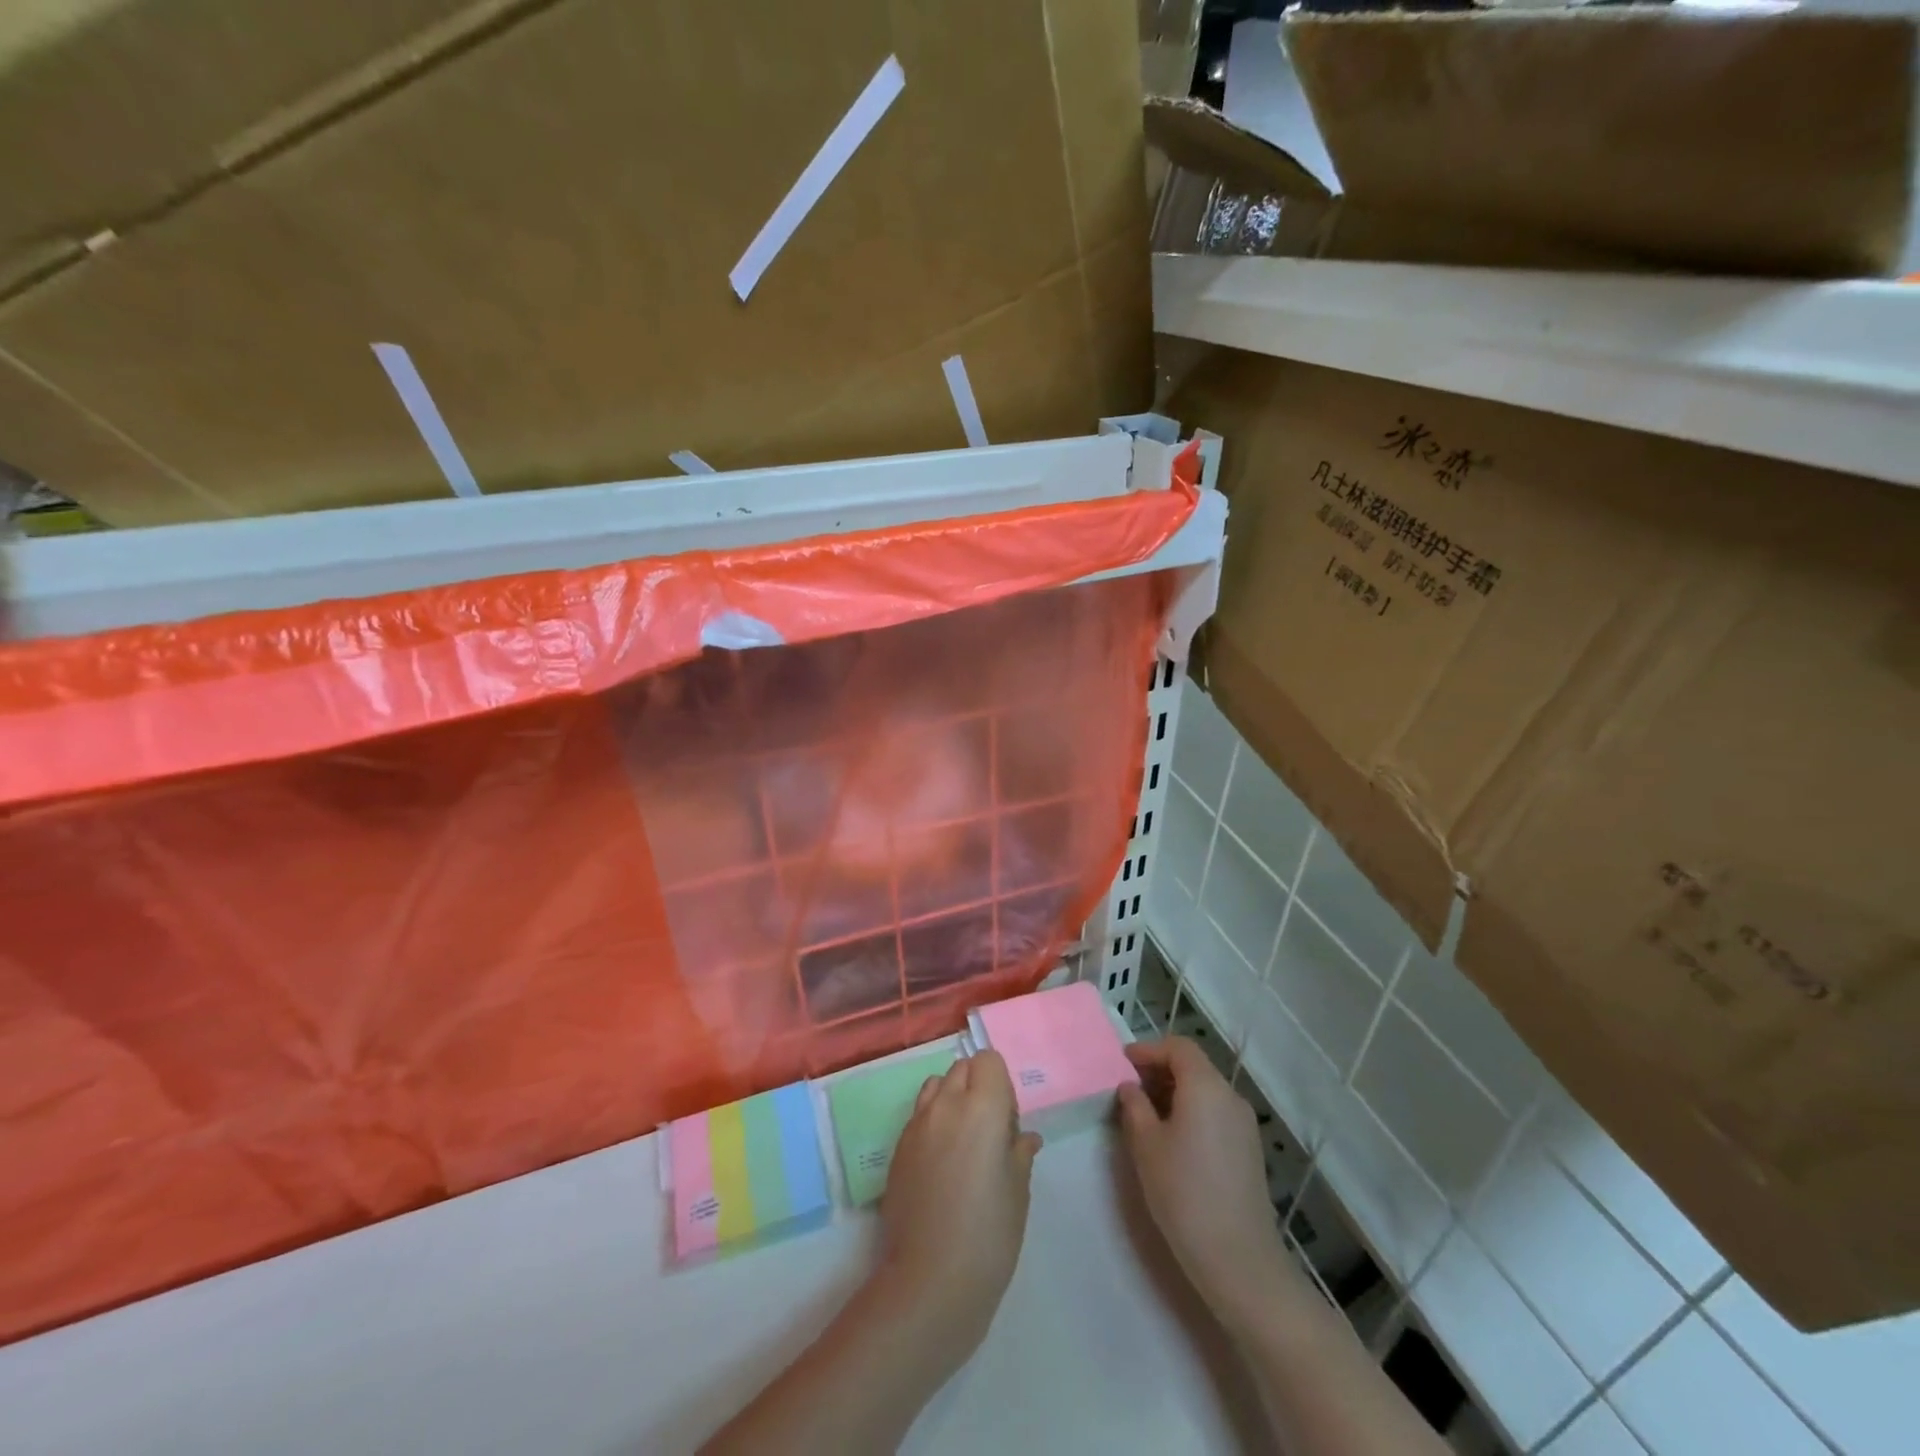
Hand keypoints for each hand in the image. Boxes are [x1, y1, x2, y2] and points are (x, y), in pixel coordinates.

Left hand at [875, 1050, 1041, 1351]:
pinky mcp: (897, 1148)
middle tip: (991, 1131)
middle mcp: (945, 1104)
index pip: (988, 1060)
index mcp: (981, 1107)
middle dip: (978, 1086)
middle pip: (962, 1068)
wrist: (931, 1280)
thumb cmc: (989, 1234)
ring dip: (952, 1099)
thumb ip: (1019, 1152)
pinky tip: (942, 1165)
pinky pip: (919, 1115)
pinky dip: (933, 1122)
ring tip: (964, 1143)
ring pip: (936, 1086)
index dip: (1001, 1083)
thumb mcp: (1018, 1191)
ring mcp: (916, 1124)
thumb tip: (1024, 1138)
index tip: (1008, 1120)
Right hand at [1117, 1037, 1282, 1321]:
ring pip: (1205, 1090)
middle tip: (1129, 1089)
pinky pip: (1216, 1113)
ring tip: (1145, 1115)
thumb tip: (1131, 1087)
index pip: (1178, 1047)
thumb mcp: (1146, 1146)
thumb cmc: (1184, 1193)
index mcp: (1205, 1087)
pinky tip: (1172, 1139)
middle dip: (1160, 1070)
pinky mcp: (1249, 1150)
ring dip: (1175, 1092)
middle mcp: (1230, 1096)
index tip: (1122, 1064)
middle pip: (1194, 1066)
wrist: (1240, 1260)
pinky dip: (1192, 1111)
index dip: (1148, 1050)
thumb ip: (1134, 1107)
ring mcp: (1244, 1124)